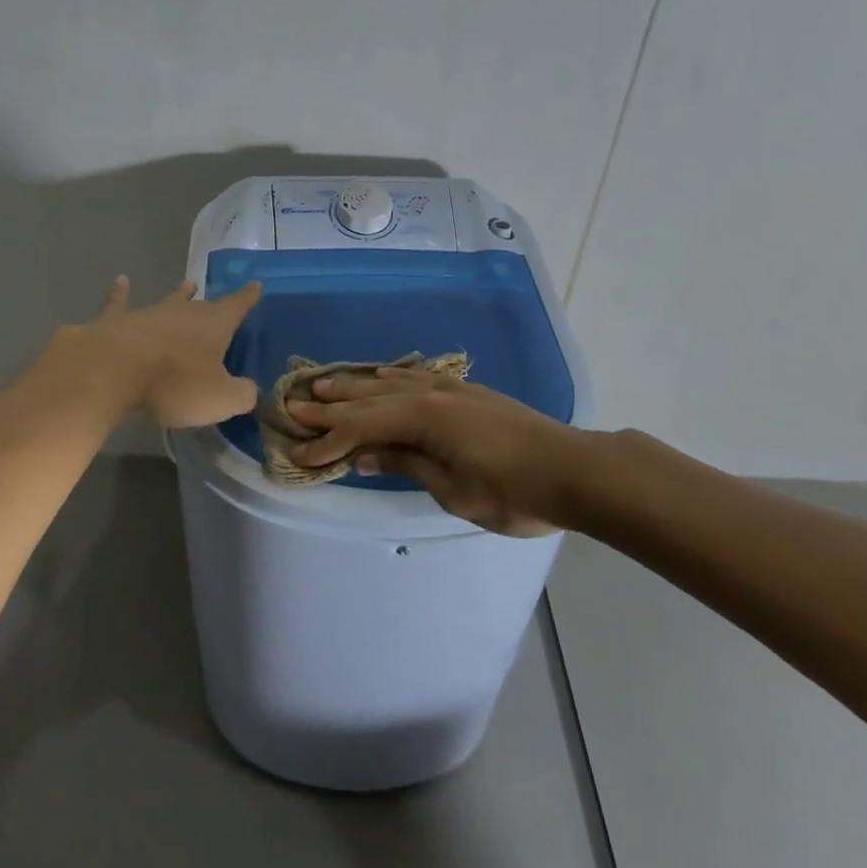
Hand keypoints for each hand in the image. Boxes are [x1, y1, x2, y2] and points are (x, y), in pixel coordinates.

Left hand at [44, 275, 262, 428]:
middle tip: (214, 298)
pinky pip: (119, 304)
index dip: (248, 297)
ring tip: (186, 284)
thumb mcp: (220, 398)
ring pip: (167, 301)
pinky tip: (120, 281)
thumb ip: (241, 394)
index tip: (255, 284)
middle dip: (210, 303)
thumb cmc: (174, 383)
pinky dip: (120, 293)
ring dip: (177, 294)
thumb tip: (248, 390)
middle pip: (201, 305)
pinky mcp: (116, 322)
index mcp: (214, 324)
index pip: (237, 306)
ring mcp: (148, 314)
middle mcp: (183, 312)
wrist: (113, 371)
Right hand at [286, 367, 581, 535]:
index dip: (327, 439)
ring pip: (388, 381)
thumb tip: (363, 454)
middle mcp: (429, 393)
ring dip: (353, 385)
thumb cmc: (512, 490)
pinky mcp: (465, 392)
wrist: (574, 469)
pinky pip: (412, 378)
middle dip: (329, 403)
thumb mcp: (453, 489)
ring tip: (322, 384)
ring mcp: (448, 388)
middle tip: (292, 402)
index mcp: (422, 417)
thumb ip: (406, 463)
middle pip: (368, 396)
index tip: (297, 451)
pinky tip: (379, 377)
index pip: (361, 425)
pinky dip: (386, 379)